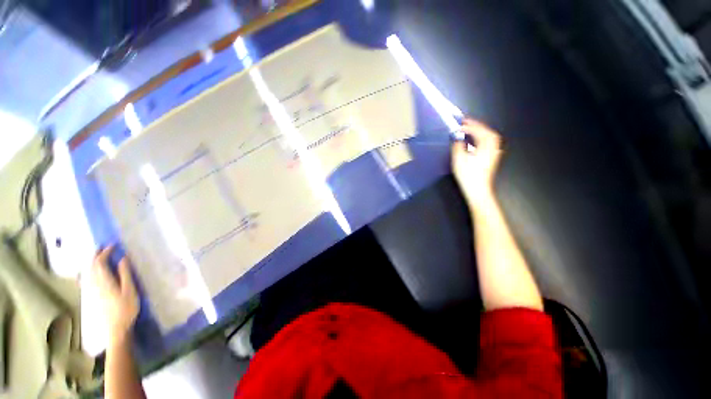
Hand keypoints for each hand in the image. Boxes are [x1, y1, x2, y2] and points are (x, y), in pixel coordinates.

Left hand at [92, 246, 139, 345]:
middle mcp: (95, 283)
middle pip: (91, 266)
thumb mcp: (129, 290)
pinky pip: (88, 278)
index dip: (105, 252)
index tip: (114, 245)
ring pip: (88, 271)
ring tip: (99, 255)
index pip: (100, 262)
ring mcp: (92, 290)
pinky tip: (91, 272)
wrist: (116, 327)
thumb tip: (123, 258)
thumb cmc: (126, 308)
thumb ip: (125, 274)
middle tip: (104, 247)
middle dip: (96, 254)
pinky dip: (89, 271)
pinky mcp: (93, 295)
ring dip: (93, 261)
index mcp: (104, 281)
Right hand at [451, 119, 502, 209]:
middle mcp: (492, 147)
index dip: (468, 126)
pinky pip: (490, 142)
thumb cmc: (468, 176)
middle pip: (487, 131)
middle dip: (476, 125)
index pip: (478, 131)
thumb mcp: (459, 160)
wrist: (478, 190)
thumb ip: (458, 146)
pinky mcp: (492, 158)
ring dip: (481, 130)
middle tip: (465, 122)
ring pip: (490, 136)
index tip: (458, 125)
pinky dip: (483, 137)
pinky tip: (477, 140)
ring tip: (470, 128)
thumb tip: (457, 137)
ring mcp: (494, 153)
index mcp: (485, 147)